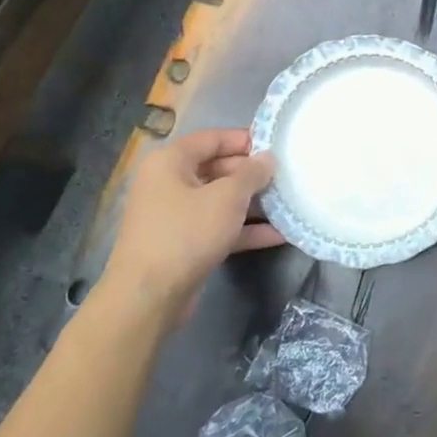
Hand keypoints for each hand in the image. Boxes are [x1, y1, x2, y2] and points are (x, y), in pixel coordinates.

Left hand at [104, 128, 281, 319]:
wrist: (148, 298)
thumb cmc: (186, 233)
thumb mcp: (227, 197)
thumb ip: (251, 174)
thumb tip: (267, 159)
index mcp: (170, 162)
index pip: (211, 139)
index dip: (244, 139)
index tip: (276, 146)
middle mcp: (169, 184)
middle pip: (217, 169)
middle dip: (252, 175)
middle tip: (285, 177)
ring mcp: (175, 216)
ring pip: (220, 201)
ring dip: (253, 204)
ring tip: (288, 203)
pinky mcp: (184, 244)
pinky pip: (218, 227)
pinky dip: (245, 230)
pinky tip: (278, 235)